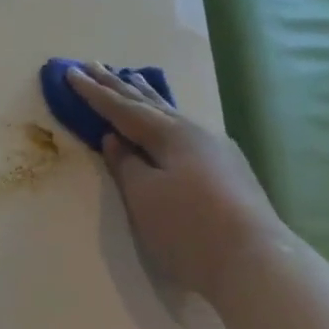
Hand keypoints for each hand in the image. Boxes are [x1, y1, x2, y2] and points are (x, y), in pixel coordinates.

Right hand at [68, 64, 284, 299]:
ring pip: (171, 115)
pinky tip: (170, 119)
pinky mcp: (229, 170)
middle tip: (94, 64)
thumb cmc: (190, 229)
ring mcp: (217, 150)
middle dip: (117, 86)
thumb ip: (126, 163)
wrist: (258, 265)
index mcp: (170, 135)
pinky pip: (186, 130)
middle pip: (148, 104)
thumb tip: (115, 139)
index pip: (122, 108)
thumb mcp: (144, 197)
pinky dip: (166, 118)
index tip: (71, 71)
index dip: (94, 92)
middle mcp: (195, 133)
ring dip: (147, 97)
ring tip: (133, 78)